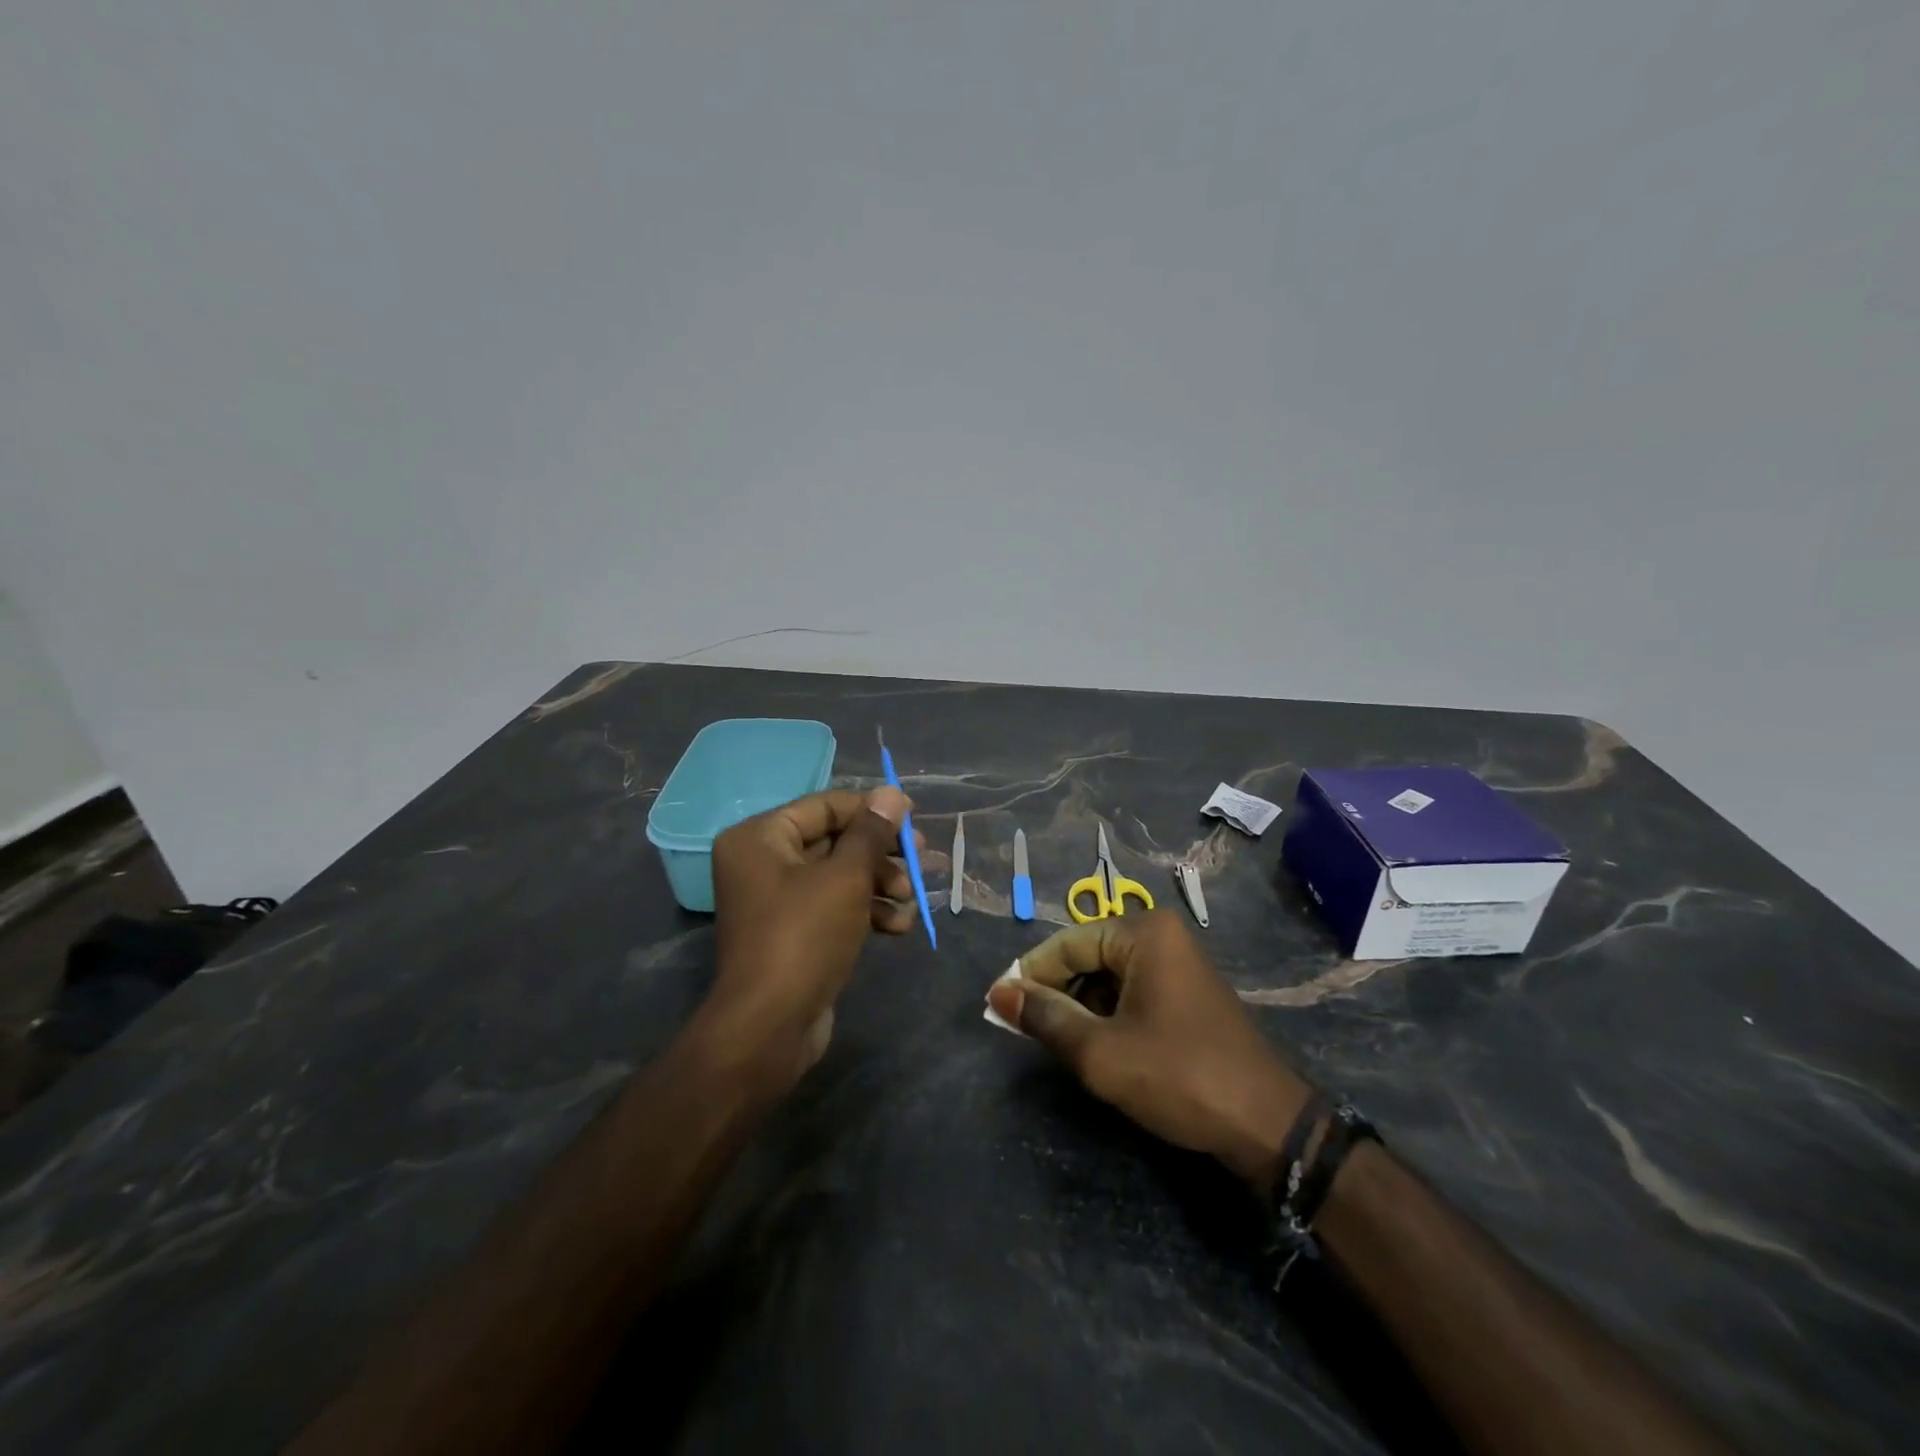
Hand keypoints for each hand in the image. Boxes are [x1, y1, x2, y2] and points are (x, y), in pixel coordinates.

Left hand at [699, 787, 916, 1095]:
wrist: (770, 1027)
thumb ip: (872, 832)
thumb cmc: (804, 936)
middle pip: (835, 840)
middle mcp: (763, 862)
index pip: (825, 806)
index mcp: (760, 837)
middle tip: (922, 859)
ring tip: (911, 899)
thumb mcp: (845, 877)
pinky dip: (867, 911)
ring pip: (840, 876)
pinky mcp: (794, 932)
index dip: (872, 810)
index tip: (913, 818)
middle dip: (881, 853)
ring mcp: (778, 899)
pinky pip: (835, 906)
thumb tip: (893, 793)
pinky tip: (899, 926)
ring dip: (880, 884)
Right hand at [987, 910, 1314, 1186]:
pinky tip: (1098, 1047)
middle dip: (1057, 993)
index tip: (999, 1006)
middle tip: (1028, 1032)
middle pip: (1087, 956)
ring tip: (1062, 1044)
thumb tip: (998, 993)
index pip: (1067, 943)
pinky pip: (1132, 991)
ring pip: (1108, 977)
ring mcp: (1178, 963)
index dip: (1030, 975)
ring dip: (1081, 1008)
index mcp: (1143, 933)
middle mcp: (1161, 936)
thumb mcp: (1101, 1052)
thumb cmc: (1179, 1076)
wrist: (1267, 1124)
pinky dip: (1108, 1015)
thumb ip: (1045, 1018)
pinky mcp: (1187, 993)